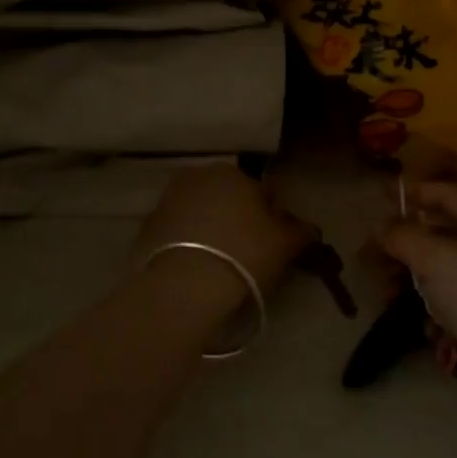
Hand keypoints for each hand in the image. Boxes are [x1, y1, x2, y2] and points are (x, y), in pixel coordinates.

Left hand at [136, 164, 316, 300]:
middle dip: (238, 218)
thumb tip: (308, 228)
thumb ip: (300, 231)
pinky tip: (196, 266)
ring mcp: (170, 199)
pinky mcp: (148, 225)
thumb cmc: (244, 254)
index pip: (263, 192)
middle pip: (229, 198)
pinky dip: (187, 242)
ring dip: (210, 228)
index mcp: (235, 173)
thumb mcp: (285, 244)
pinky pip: (178, 231)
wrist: (183, 284)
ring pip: (201, 212)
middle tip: (246, 253)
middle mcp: (200, 176)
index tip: (273, 244)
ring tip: (219, 262)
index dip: (272, 218)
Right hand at [380, 182, 456, 404]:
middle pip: (439, 236)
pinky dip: (434, 310)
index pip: (447, 194)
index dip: (415, 191)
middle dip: (404, 246)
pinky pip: (452, 304)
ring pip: (441, 273)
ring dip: (412, 281)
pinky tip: (427, 328)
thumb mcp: (436, 259)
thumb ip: (403, 237)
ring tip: (387, 297)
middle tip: (371, 259)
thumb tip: (381, 228)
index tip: (382, 195)